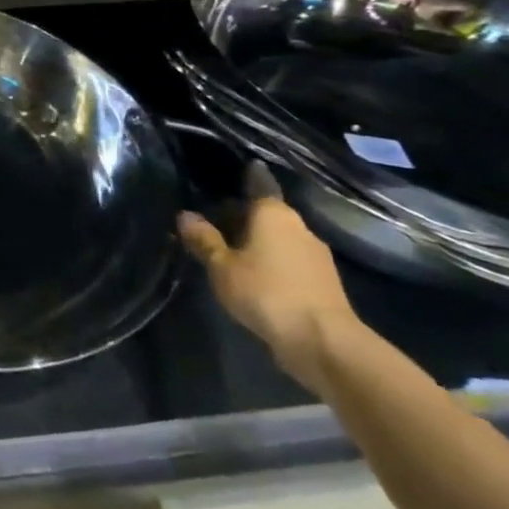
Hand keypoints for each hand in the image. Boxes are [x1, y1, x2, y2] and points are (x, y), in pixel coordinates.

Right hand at [178, 164, 361, 390]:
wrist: (323, 342)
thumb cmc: (266, 292)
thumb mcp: (222, 266)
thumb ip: (204, 240)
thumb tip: (185, 215)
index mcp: (274, 214)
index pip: (260, 184)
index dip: (248, 175)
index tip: (241, 166)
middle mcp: (299, 227)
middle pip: (267, 212)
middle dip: (243, 215)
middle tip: (214, 218)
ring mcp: (316, 256)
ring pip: (279, 237)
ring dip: (258, 240)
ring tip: (230, 249)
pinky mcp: (323, 282)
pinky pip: (290, 260)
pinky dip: (272, 261)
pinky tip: (254, 274)